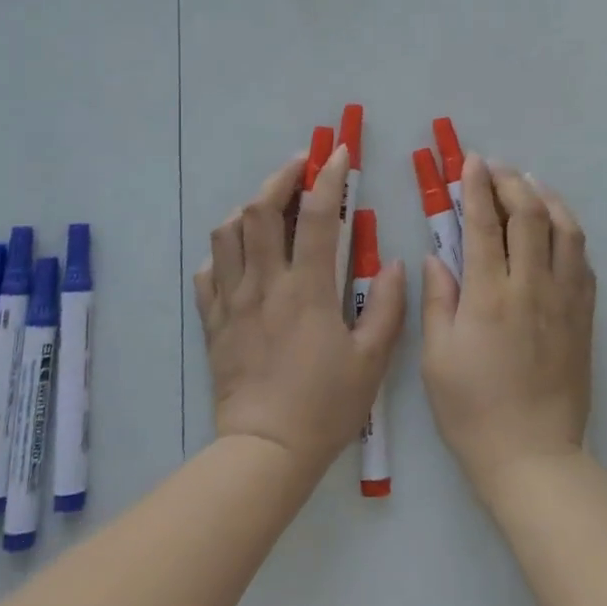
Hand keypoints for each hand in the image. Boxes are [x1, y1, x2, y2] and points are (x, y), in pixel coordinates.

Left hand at [195, 144, 406, 474]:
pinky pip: (208, 274)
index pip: (318, 217)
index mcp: (306, 289)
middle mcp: (264, 284)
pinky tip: (238, 256)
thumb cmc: (325, 406)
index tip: (337, 154)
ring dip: (249, 210)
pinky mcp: (213, 322)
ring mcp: (232, 301)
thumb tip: (398, 265)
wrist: (265, 450)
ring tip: (269, 207)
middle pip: (261, 211)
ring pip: (228, 234)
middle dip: (280, 178)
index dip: (329, 177)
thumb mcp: (372, 361)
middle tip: (299, 166)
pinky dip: (222, 253)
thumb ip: (388, 308)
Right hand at [421, 154, 594, 498]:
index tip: (471, 161)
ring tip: (530, 185)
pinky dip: (569, 233)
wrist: (533, 455)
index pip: (483, 224)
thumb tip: (437, 256)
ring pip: (566, 230)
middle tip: (496, 167)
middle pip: (529, 215)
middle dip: (511, 181)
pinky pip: (583, 261)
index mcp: (489, 296)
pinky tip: (558, 229)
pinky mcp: (584, 317)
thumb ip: (438, 299)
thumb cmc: (472, 409)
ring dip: (548, 198)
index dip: (476, 186)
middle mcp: (532, 287)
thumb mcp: (436, 357)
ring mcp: (565, 300)